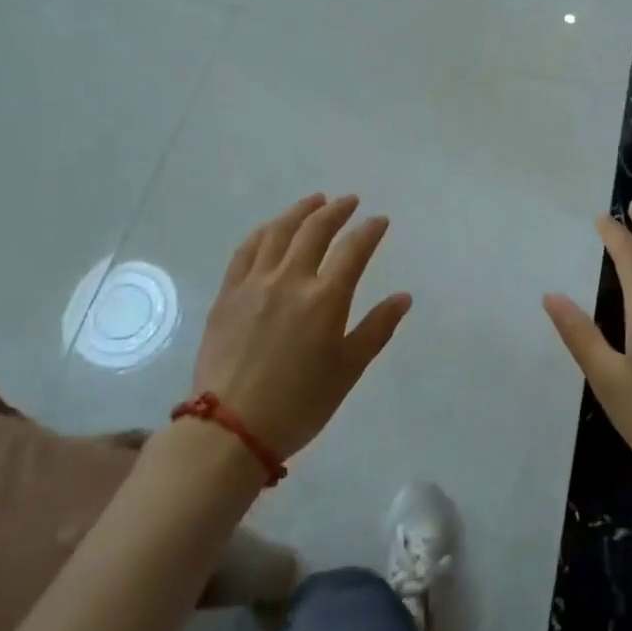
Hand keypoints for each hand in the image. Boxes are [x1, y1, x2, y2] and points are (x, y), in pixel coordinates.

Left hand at [193, 194, 412, 461]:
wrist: (230, 429)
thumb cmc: (299, 404)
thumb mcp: (347, 371)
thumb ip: (376, 329)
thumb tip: (403, 297)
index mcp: (325, 299)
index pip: (354, 250)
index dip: (369, 230)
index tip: (379, 220)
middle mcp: (290, 279)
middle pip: (315, 230)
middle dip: (336, 210)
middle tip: (349, 201)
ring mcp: (255, 283)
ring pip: (279, 232)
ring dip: (300, 211)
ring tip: (314, 201)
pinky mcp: (228, 293)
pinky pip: (246, 249)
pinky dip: (264, 231)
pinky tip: (271, 227)